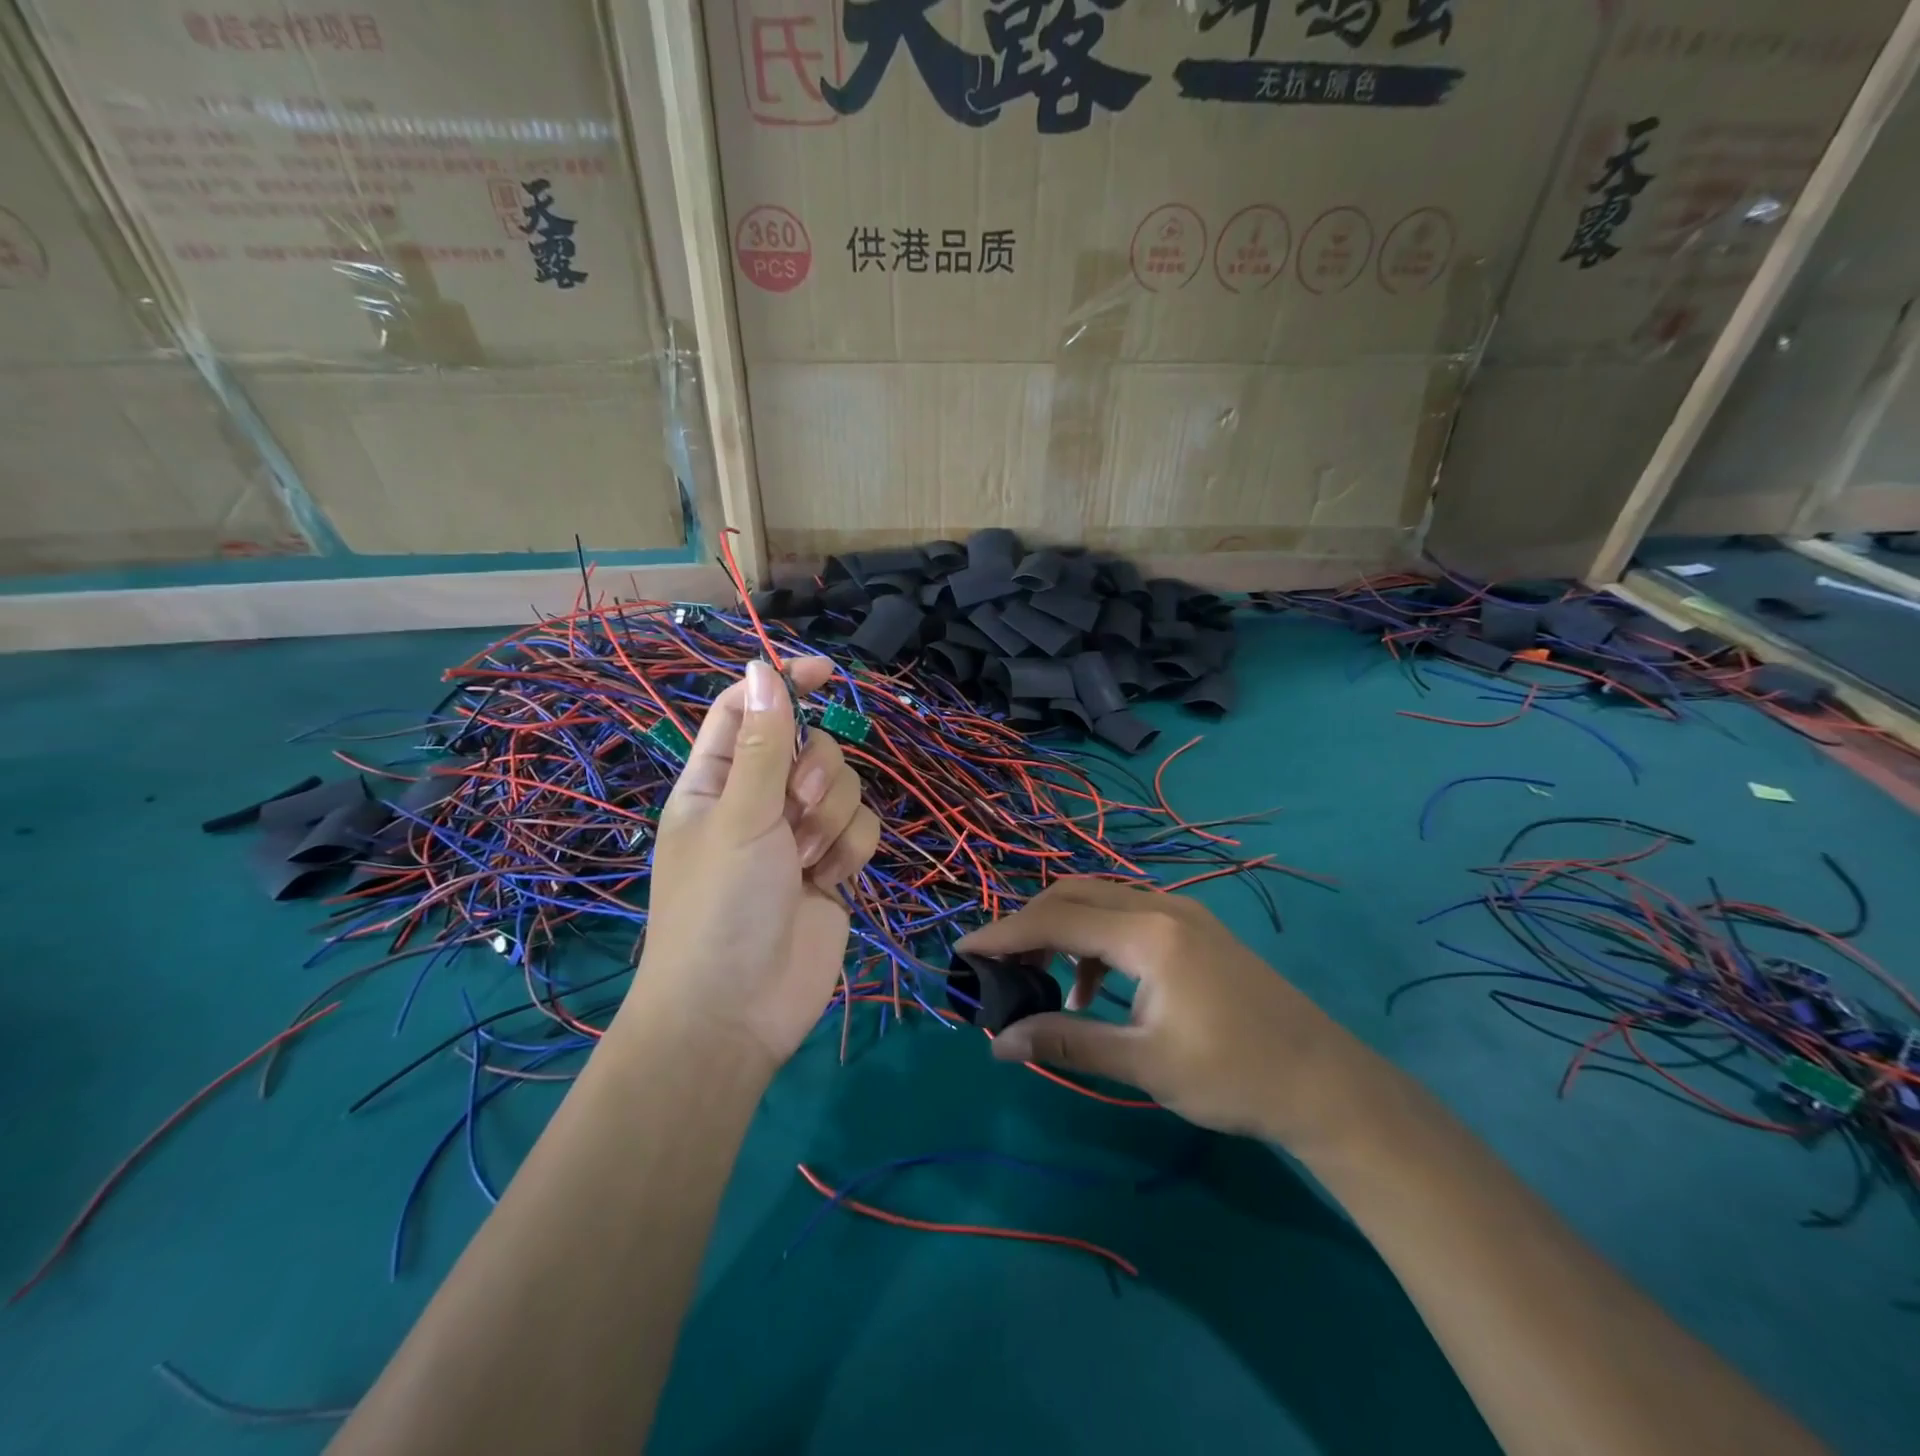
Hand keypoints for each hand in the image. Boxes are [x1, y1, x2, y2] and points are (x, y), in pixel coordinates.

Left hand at [632, 658, 880, 1069]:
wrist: (738, 1011)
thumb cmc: (720, 907)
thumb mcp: (740, 816)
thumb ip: (764, 743)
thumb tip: (761, 667)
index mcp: (717, 781)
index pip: (749, 710)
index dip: (783, 683)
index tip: (826, 672)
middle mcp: (759, 801)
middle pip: (810, 745)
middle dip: (815, 773)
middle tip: (794, 811)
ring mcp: (799, 835)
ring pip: (843, 786)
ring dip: (831, 819)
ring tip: (805, 862)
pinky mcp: (833, 866)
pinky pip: (862, 828)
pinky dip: (850, 850)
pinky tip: (828, 882)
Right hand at [956, 878, 1374, 1146]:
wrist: (1323, 1081)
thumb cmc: (1232, 1077)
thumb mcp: (1144, 1064)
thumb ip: (1067, 1043)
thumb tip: (998, 1041)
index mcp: (1148, 934)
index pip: (1056, 920)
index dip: (1004, 934)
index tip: (962, 951)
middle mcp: (1160, 906)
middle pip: (1074, 894)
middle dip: (1029, 924)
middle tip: (999, 965)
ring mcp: (1181, 912)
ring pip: (1100, 900)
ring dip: (1062, 930)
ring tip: (1042, 981)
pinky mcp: (1193, 928)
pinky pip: (1126, 916)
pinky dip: (1095, 940)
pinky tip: (1094, 988)